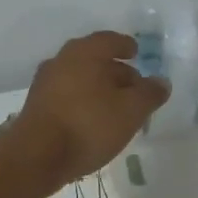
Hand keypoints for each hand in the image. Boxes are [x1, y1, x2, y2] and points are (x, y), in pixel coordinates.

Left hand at [1, 31, 168, 191]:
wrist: (36, 157)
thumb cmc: (89, 125)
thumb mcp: (131, 110)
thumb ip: (150, 93)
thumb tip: (161, 82)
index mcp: (86, 52)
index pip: (111, 40)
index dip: (127, 46)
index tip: (137, 54)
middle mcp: (62, 60)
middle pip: (95, 59)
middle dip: (116, 71)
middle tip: (134, 87)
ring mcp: (45, 83)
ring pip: (80, 79)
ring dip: (99, 89)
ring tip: (117, 108)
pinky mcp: (36, 106)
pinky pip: (68, 96)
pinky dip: (84, 102)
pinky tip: (94, 121)